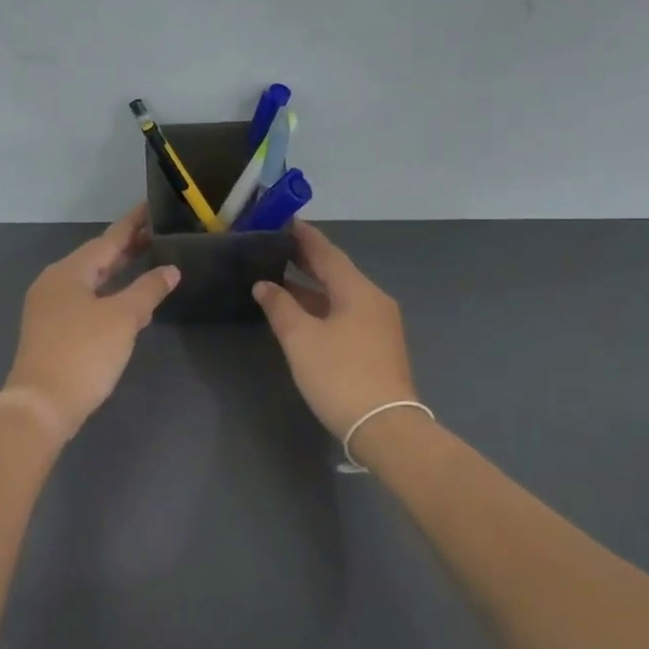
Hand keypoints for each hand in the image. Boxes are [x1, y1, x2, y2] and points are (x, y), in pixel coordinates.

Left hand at [2, 206, 180, 441]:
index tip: (151, 208)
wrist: (42, 405)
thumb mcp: (123, 319)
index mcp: (69, 271)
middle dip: (126, 248)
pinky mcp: (51, 331)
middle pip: (96, 258)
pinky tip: (125, 303)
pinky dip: (107, 295)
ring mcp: (49, 308)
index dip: (132, 224)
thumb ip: (148, 290)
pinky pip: (84, 301)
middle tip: (156, 235)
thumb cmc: (84, 353)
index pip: (108, 239)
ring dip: (118, 272)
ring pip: (90, 281)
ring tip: (146, 262)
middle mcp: (54, 283)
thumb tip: (170, 270)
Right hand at [252, 222, 418, 439]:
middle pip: (336, 272)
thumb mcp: (301, 339)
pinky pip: (346, 314)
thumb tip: (264, 285)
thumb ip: (280, 307)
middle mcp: (373, 301)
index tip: (285, 221)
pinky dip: (322, 307)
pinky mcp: (378, 347)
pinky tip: (303, 313)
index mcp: (357, 291)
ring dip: (312, 287)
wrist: (383, 426)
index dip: (305, 237)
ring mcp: (380, 325)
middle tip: (277, 247)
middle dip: (307, 260)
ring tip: (281, 279)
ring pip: (341, 295)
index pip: (327, 253)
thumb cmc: (339, 375)